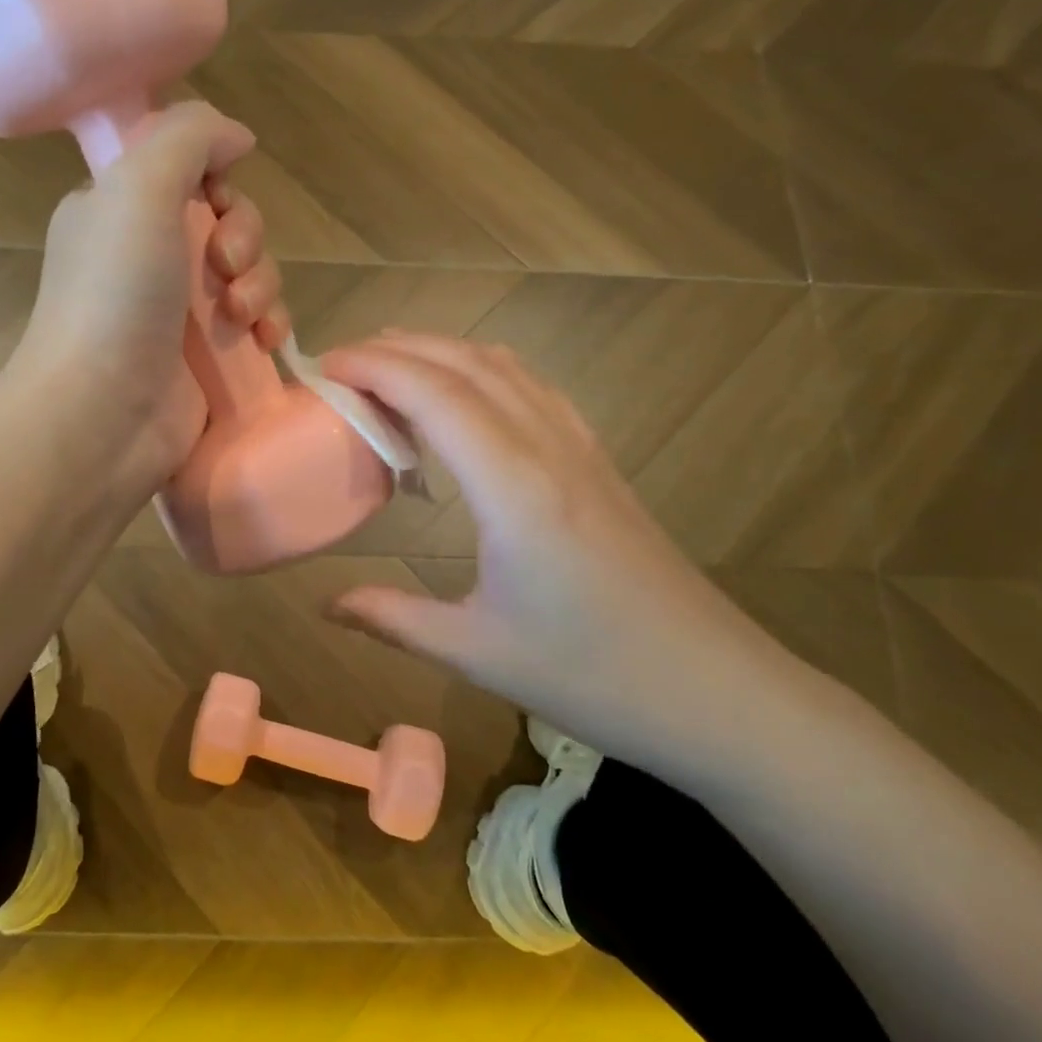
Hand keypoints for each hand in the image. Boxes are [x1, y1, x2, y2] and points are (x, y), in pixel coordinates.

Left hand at [10, 102, 291, 504]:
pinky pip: (258, 322)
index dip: (215, 181)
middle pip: (228, 222)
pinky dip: (270, 323)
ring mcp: (179, 312)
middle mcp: (148, 256)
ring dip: (261, 284)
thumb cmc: (115, 295)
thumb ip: (188, 139)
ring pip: (251, 273)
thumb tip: (237, 137)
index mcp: (119, 210)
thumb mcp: (138, 187)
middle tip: (224, 267)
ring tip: (239, 317)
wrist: (102, 414)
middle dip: (244, 238)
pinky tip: (267, 341)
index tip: (216, 201)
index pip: (186, 172)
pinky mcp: (209, 358)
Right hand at [320, 334, 802, 778]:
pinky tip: (467, 396)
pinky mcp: (598, 463)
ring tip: (391, 366)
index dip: (374, 367)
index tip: (324, 366)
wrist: (717, 693)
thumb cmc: (592, 676)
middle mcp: (546, 448)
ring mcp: (580, 449)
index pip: (433, 394)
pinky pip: (533, 389)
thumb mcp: (477, 652)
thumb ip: (392, 618)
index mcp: (512, 486)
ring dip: (443, 352)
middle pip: (466, 363)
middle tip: (343, 364)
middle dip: (398, 348)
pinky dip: (484, 371)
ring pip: (505, 367)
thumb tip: (325, 605)